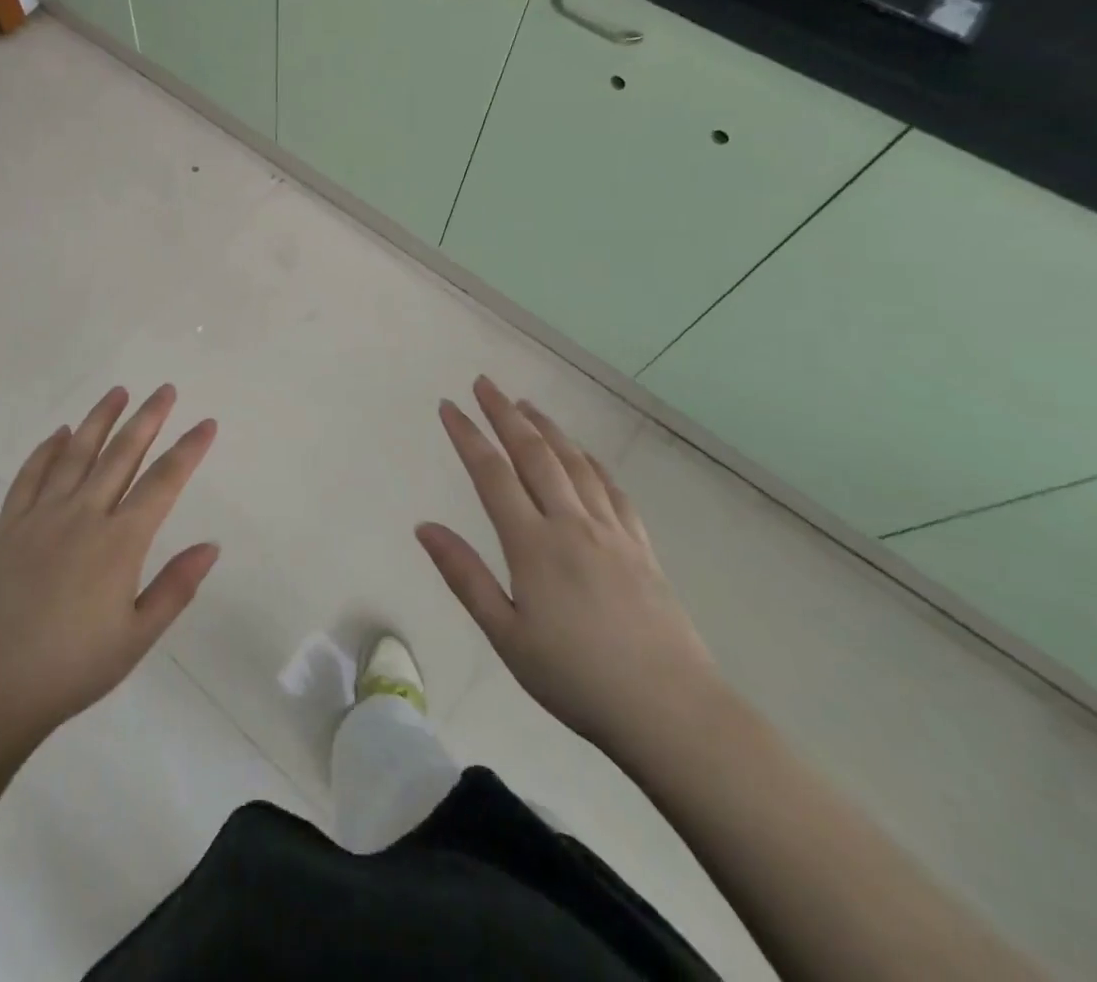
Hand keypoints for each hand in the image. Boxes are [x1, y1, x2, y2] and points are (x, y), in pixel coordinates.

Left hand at [0, 385, 219, 747]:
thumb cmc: (72, 669)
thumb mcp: (137, 637)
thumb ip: (176, 587)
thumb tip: (212, 545)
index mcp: (119, 542)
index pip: (163, 482)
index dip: (188, 449)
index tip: (206, 423)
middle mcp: (82, 514)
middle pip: (121, 454)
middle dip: (148, 418)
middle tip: (166, 389)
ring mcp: (41, 515)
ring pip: (76, 453)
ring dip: (99, 419)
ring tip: (118, 391)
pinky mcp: (8, 525)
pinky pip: (30, 475)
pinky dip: (47, 450)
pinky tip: (59, 433)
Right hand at [418, 376, 721, 757]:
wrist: (672, 713)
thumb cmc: (577, 679)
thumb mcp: (507, 635)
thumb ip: (464, 576)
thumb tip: (424, 527)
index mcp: (533, 545)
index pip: (492, 474)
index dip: (468, 435)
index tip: (449, 406)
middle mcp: (571, 524)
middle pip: (534, 453)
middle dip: (505, 414)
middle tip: (485, 383)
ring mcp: (612, 532)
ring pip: (575, 463)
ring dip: (547, 428)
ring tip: (526, 405)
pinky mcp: (641, 547)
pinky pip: (612, 490)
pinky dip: (591, 462)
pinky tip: (584, 455)